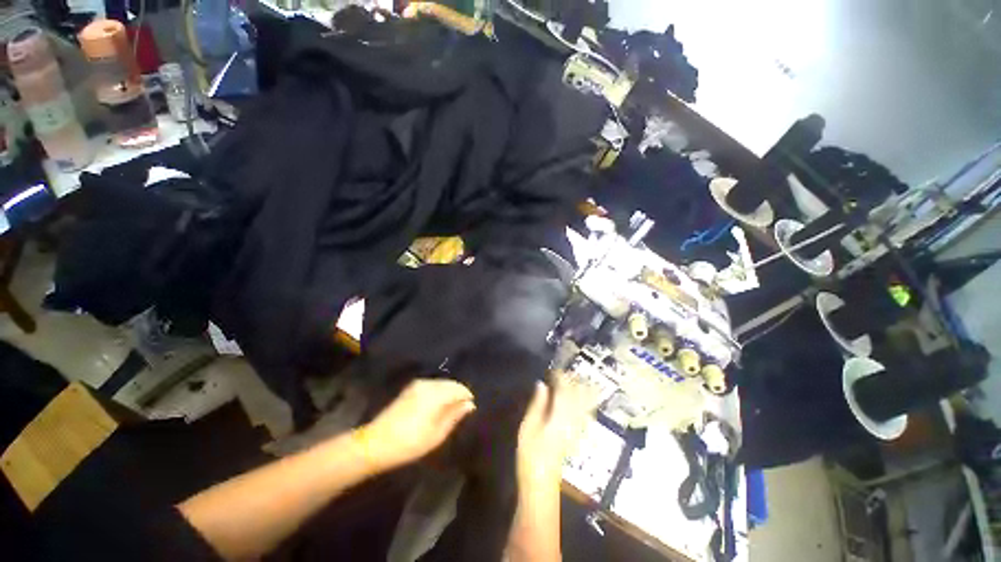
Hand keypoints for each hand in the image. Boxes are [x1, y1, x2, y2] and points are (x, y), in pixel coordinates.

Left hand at [359, 379, 475, 470]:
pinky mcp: (410, 388)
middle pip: (450, 384)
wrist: (375, 443)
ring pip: (441, 383)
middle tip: (462, 408)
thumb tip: (470, 404)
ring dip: (448, 392)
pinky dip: (438, 391)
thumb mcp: (437, 434)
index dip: (467, 396)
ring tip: (451, 407)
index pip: (459, 389)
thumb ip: (455, 416)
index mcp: (436, 394)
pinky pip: (431, 385)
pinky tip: (437, 404)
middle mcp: (428, 384)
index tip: (471, 407)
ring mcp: (418, 384)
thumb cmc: (410, 442)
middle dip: (458, 393)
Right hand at [516, 375, 598, 491]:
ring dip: (582, 390)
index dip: (561, 377)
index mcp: (559, 416)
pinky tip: (585, 398)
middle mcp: (573, 420)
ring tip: (576, 379)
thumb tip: (541, 384)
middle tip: (564, 371)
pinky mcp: (578, 434)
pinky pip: (586, 413)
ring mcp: (577, 428)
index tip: (554, 368)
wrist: (542, 482)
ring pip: (585, 404)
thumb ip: (537, 404)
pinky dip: (586, 402)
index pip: (564, 390)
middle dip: (573, 381)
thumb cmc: (531, 454)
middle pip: (578, 395)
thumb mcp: (528, 427)